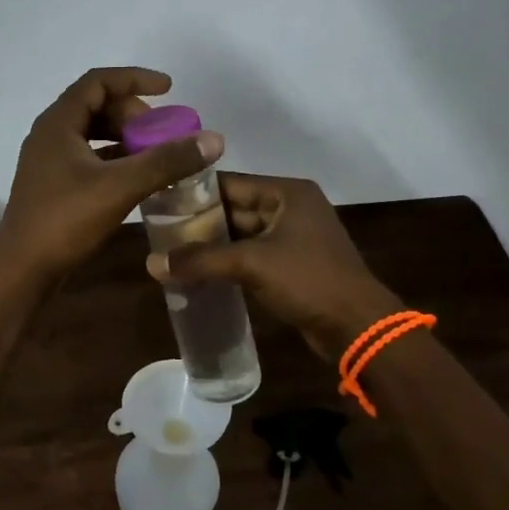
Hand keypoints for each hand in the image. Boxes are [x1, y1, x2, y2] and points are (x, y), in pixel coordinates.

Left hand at [0, 68, 223, 284]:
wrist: (22, 270)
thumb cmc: (65, 220)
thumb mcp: (121, 186)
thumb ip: (166, 161)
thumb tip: (213, 139)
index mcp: (58, 123)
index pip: (98, 82)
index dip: (134, 79)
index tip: (168, 89)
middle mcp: (50, 135)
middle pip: (96, 106)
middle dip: (133, 113)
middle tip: (163, 131)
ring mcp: (49, 162)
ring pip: (93, 135)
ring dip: (125, 137)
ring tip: (155, 152)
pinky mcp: (54, 186)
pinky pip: (89, 159)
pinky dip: (116, 160)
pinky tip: (138, 178)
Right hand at [147, 173, 401, 359]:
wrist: (358, 326)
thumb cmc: (308, 280)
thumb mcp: (251, 264)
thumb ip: (201, 260)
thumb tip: (151, 263)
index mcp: (287, 192)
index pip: (230, 183)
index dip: (194, 193)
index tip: (159, 204)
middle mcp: (291, 207)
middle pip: (234, 208)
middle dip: (199, 222)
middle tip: (159, 233)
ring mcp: (293, 237)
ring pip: (242, 235)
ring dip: (212, 246)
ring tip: (172, 254)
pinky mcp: (293, 265)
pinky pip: (252, 256)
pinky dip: (228, 263)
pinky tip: (200, 274)